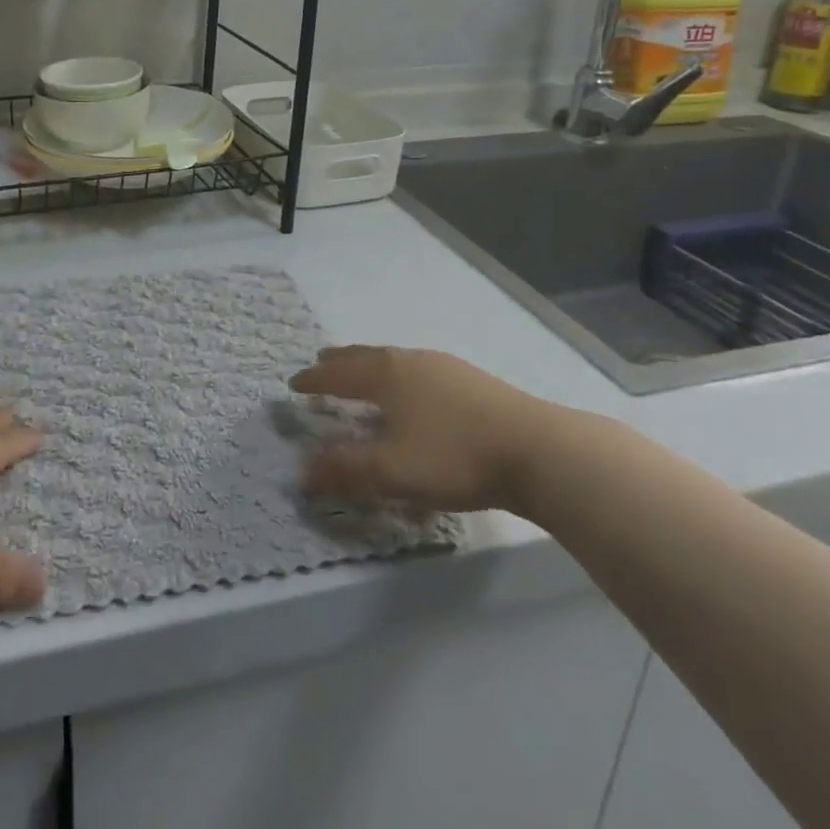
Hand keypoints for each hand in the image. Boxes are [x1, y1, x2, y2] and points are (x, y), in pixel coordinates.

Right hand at [289, 346, 564, 517]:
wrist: (536, 449)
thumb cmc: (454, 456)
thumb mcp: (392, 471)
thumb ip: (345, 470)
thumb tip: (300, 471)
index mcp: (386, 376)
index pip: (339, 374)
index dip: (314, 379)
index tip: (293, 382)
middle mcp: (410, 361)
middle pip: (365, 356)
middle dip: (340, 361)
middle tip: (322, 360)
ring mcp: (443, 367)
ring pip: (395, 360)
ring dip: (371, 364)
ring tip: (364, 371)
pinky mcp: (471, 380)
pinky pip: (419, 369)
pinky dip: (400, 374)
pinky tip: (416, 390)